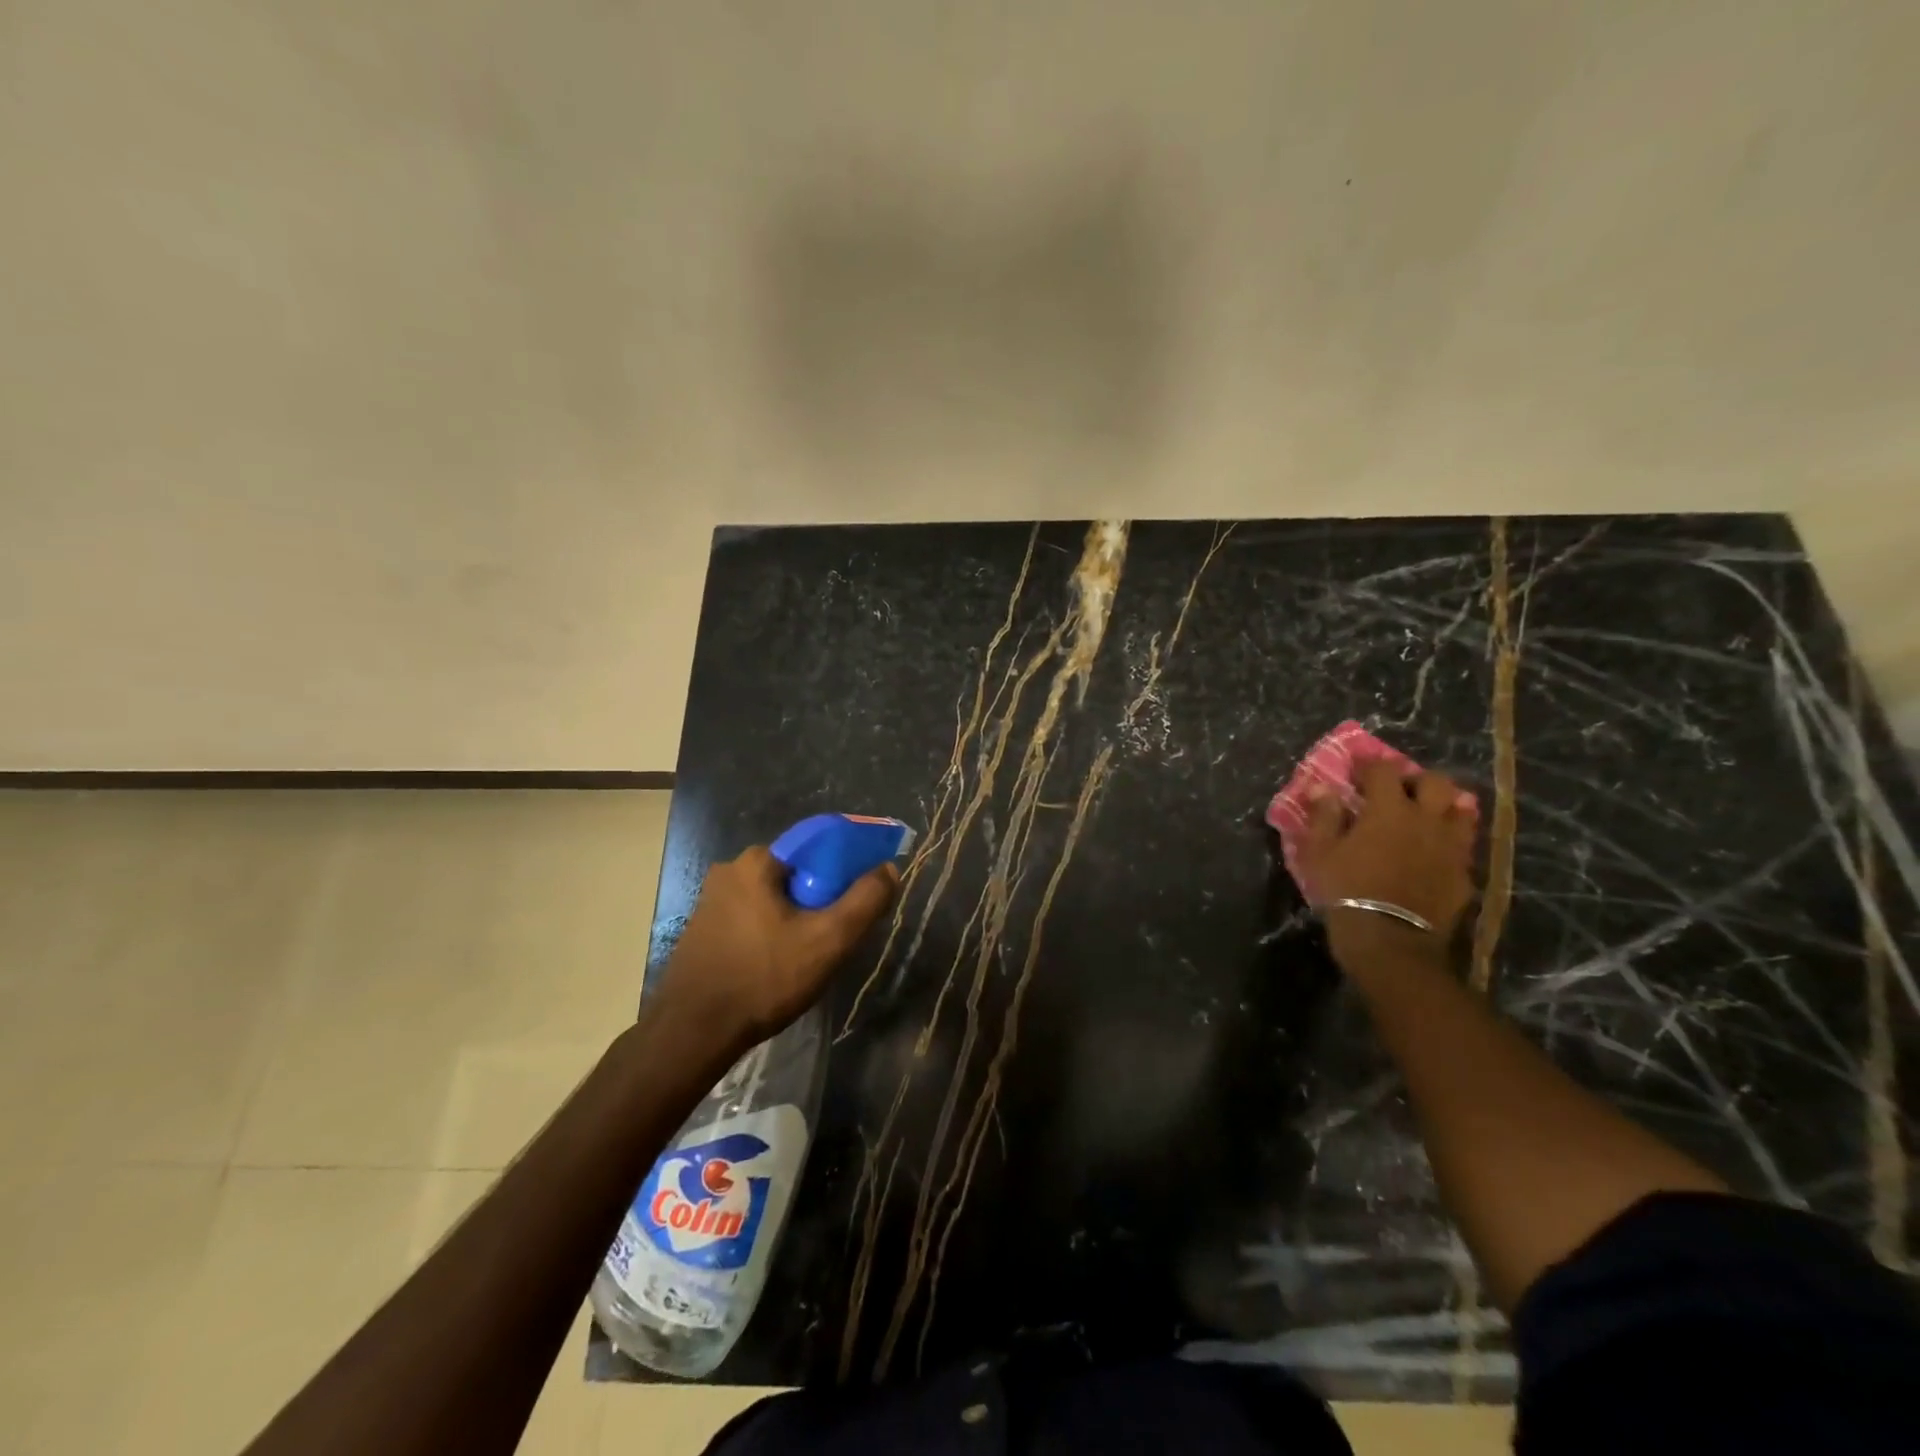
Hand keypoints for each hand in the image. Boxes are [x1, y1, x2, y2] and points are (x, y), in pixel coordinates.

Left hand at [652, 845, 898, 1057]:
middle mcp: (730, 870)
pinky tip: (779, 964)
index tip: (861, 897)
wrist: (693, 1034)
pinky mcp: (702, 929)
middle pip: (796, 872)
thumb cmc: (764, 978)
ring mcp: (711, 901)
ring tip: (811, 954)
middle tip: (837, 933)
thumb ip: (865, 900)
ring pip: (773, 897)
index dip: (847, 867)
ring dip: (796, 916)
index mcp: (757, 861)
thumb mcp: (828, 940)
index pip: (817, 846)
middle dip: (821, 897)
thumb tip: (889, 868)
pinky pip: (752, 917)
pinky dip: (772, 931)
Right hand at [1299, 760, 1476, 964]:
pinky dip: (1450, 839)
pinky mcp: (1464, 874)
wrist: (1391, 941)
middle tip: (1397, 791)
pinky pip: (1464, 845)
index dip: (1369, 764)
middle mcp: (1426, 819)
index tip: (1357, 768)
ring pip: (1460, 810)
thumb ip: (1324, 816)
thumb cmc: (1346, 890)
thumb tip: (1321, 788)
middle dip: (1415, 780)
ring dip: (1442, 805)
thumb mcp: (1320, 852)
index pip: (1384, 770)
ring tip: (1425, 815)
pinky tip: (1435, 850)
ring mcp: (1451, 847)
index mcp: (1389, 809)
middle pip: (1435, 782)